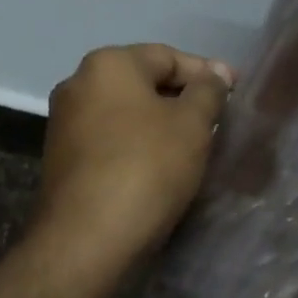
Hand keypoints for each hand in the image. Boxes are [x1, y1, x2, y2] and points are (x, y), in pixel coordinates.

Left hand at [33, 44, 233, 275]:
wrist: (86, 240)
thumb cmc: (146, 169)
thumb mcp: (192, 125)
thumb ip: (208, 91)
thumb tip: (215, 73)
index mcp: (108, 65)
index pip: (168, 56)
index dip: (207, 74)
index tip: (236, 92)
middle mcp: (78, 84)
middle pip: (144, 82)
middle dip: (183, 99)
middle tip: (218, 121)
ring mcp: (64, 122)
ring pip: (127, 112)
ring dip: (161, 124)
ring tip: (195, 146)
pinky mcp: (61, 158)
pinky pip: (111, 139)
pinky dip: (138, 145)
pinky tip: (161, 167)